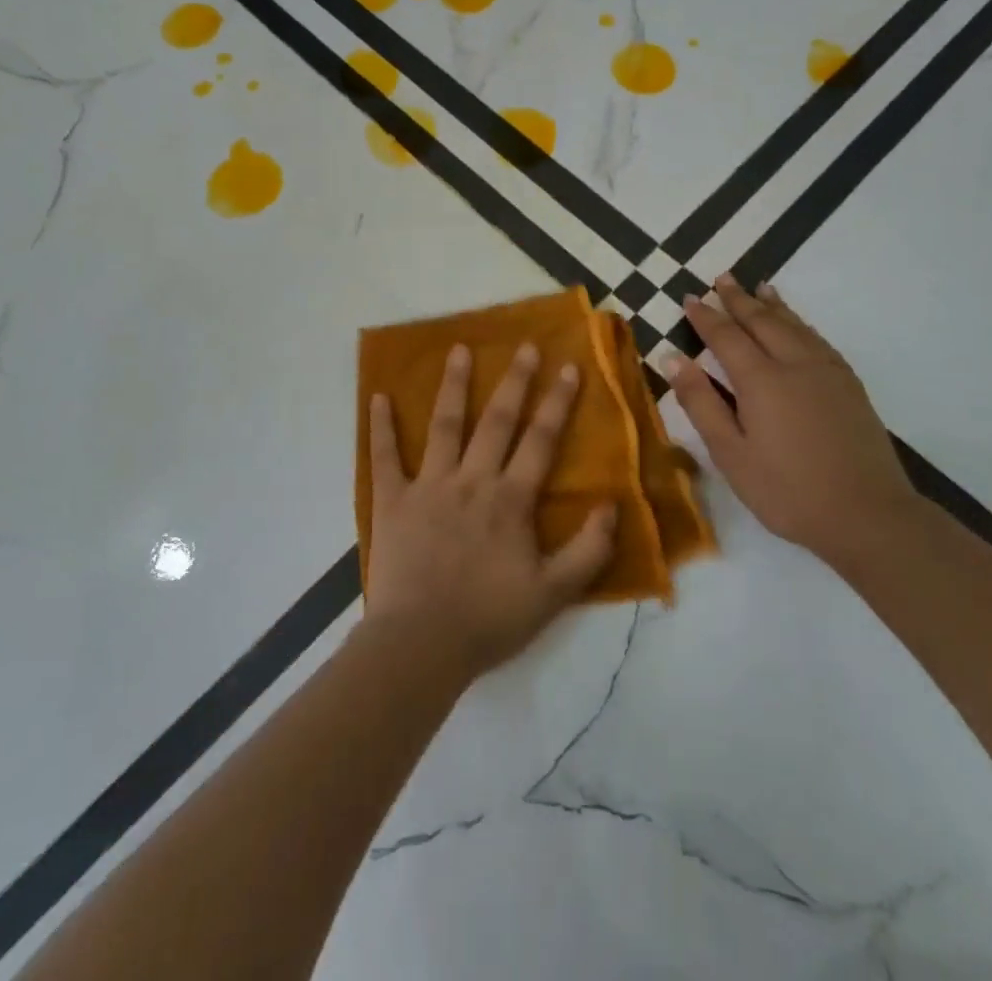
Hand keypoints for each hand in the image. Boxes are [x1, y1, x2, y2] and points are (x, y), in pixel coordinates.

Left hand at [365, 343, 617, 678]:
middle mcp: (472, 480)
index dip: (557, 402)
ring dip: (454, 385)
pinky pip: (384, 457)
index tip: (569, 367)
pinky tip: (378, 396)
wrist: (421, 645)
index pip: (540, 440)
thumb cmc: (489, 620)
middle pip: (497, 421)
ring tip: (459, 349)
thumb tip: (613, 504)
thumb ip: (589, 549)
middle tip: (525, 345)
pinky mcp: (392, 500)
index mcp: (510, 499)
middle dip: (515, 380)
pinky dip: (381, 427)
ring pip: (445, 425)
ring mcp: (429, 486)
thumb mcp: (555, 594)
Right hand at [664, 276, 920, 561]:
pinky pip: (818, 339)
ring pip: (794, 325)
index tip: (690, 298)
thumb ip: (701, 403)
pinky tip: (798, 325)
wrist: (868, 515)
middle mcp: (794, 364)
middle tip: (722, 278)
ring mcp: (827, 372)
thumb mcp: (730, 454)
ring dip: (772, 305)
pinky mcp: (849, 385)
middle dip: (739, 299)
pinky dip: (801, 322)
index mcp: (761, 380)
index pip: (726, 336)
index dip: (706, 317)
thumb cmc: (787, 490)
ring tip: (759, 287)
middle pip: (762, 321)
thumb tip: (672, 359)